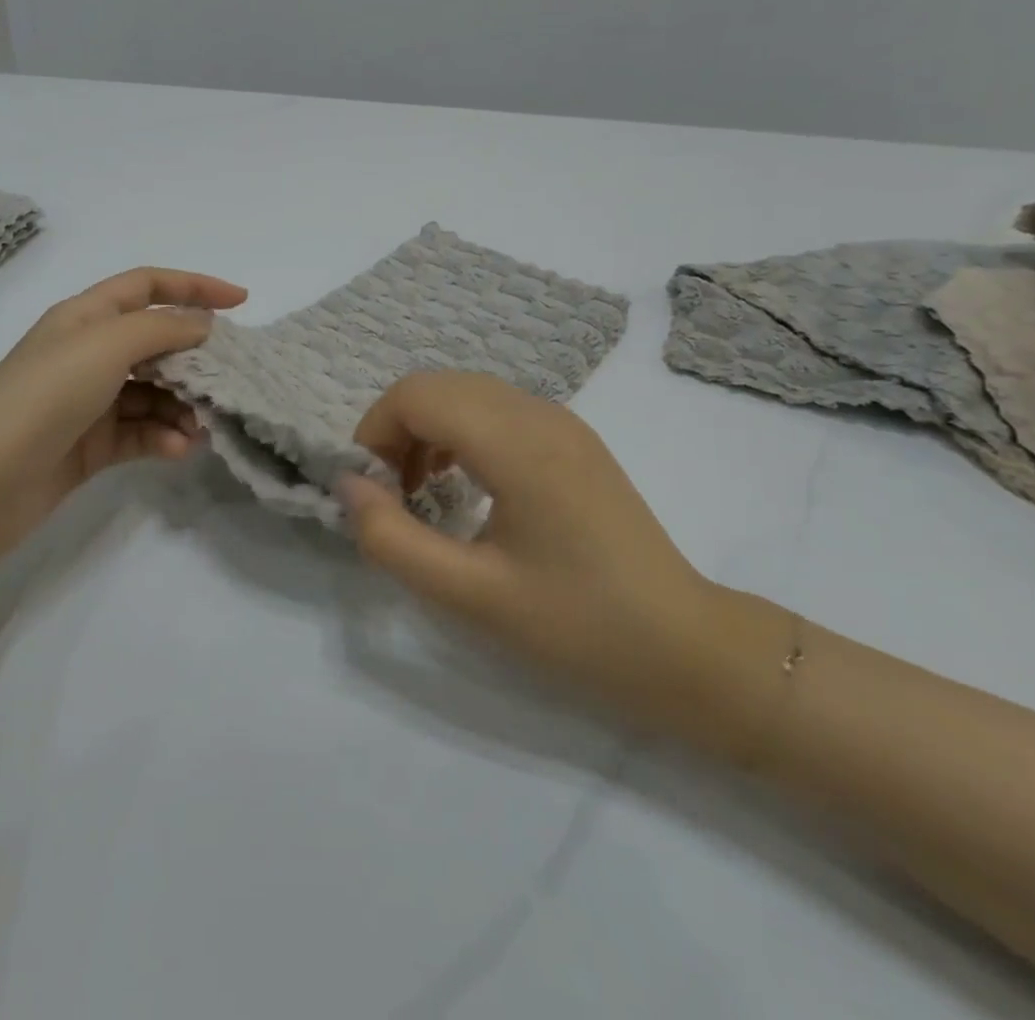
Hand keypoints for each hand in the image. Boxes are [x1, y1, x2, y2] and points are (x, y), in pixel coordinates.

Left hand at [0, 267, 246, 583]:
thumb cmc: (42, 397)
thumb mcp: (104, 347)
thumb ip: (161, 329)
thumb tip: (204, 324)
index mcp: (85, 317)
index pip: (147, 286)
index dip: (194, 287)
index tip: (241, 303)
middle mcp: (87, 354)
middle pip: (155, 343)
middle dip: (194, 359)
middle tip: (227, 380)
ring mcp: (88, 402)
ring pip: (153, 393)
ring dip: (181, 406)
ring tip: (200, 427)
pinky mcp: (90, 446)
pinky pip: (140, 432)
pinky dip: (162, 437)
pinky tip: (177, 450)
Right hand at [340, 372, 768, 743]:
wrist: (686, 648)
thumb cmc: (578, 626)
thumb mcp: (469, 595)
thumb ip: (392, 539)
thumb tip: (347, 487)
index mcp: (516, 443)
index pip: (416, 394)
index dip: (375, 432)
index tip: (370, 491)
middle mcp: (539, 413)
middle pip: (437, 385)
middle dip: (396, 429)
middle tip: (391, 495)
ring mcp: (561, 422)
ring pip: (465, 392)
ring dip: (427, 429)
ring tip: (422, 492)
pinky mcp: (572, 439)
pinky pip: (495, 410)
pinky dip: (460, 433)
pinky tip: (464, 485)